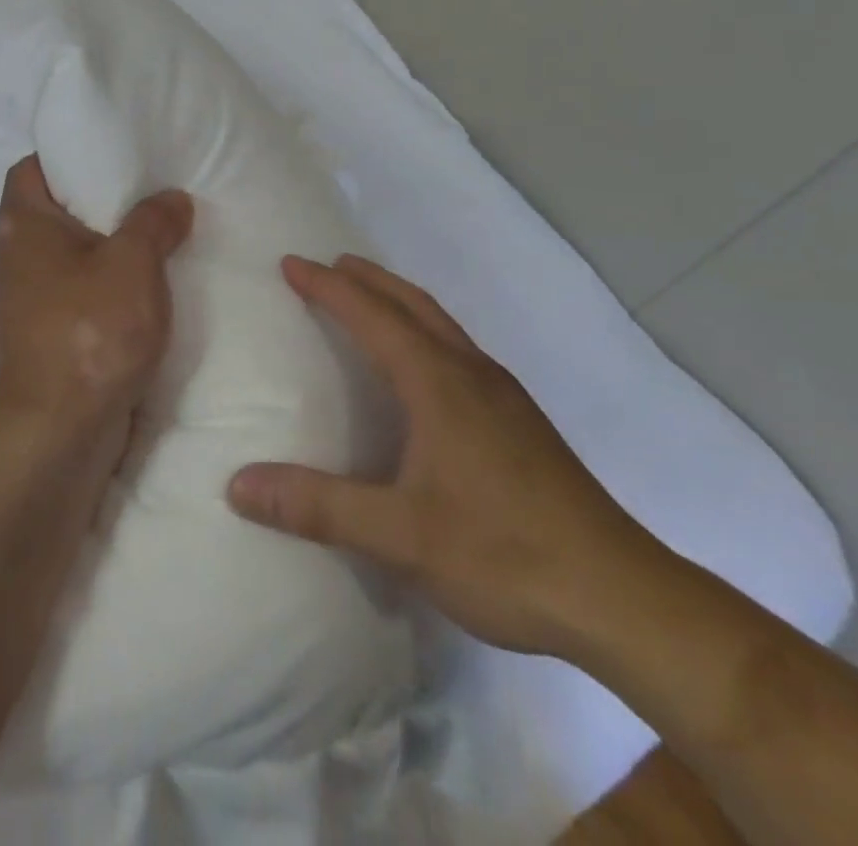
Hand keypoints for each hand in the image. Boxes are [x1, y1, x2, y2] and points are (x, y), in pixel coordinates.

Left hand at [0, 155, 193, 471]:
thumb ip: (154, 222)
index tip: (114, 158)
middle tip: (148, 196)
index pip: (33, 168)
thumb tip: (171, 200)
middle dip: (98, 205)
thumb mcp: (134, 264)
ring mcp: (20, 302)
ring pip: (65, 258)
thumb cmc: (89, 333)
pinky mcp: (36, 338)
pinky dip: (100, 290)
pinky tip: (140, 295)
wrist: (54, 435)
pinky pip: (71, 296)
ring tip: (153, 242)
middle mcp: (9, 257)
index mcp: (20, 225)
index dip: (69, 157)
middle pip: (52, 213)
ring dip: (103, 251)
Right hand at [228, 255, 663, 658]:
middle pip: (413, 304)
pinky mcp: (522, 422)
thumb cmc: (502, 553)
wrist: (619, 595)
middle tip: (330, 265)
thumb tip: (239, 485)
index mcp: (439, 383)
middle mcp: (472, 373)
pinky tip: (426, 369)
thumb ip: (319, 506)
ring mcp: (504, 396)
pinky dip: (426, 332)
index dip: (328, 287)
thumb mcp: (400, 536)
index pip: (372, 316)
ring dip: (400, 302)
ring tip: (370, 301)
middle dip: (368, 279)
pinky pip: (460, 351)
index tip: (291, 263)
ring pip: (442, 325)